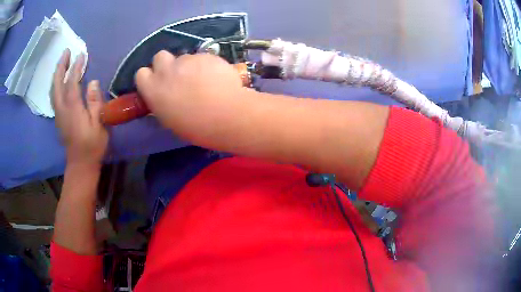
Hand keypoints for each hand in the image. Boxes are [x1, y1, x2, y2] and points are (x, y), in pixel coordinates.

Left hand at [52, 49, 107, 166]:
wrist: (80, 165)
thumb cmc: (92, 146)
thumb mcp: (99, 125)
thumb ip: (95, 103)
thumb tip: (93, 82)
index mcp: (72, 108)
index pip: (72, 82)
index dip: (76, 67)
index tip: (82, 54)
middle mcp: (62, 108)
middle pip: (57, 83)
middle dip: (61, 66)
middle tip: (66, 52)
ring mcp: (58, 114)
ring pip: (54, 89)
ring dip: (57, 74)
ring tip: (63, 62)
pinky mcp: (58, 118)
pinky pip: (55, 96)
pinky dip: (57, 84)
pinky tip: (60, 80)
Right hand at [135, 51, 244, 141]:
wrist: (226, 115)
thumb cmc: (196, 126)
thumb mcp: (170, 119)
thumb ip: (162, 102)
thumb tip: (165, 96)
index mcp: (153, 89)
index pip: (141, 74)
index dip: (150, 77)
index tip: (158, 84)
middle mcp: (166, 70)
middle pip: (159, 57)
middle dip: (166, 64)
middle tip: (178, 77)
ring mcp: (187, 60)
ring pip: (183, 57)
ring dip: (189, 66)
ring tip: (203, 80)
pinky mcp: (206, 55)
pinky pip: (202, 57)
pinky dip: (206, 65)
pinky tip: (216, 77)